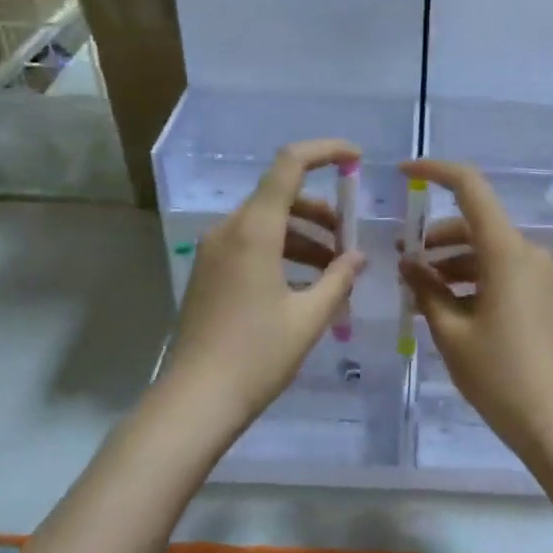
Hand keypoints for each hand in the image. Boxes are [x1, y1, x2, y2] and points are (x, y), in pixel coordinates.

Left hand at [164, 139, 366, 432]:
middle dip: (322, 211)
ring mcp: (214, 251)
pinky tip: (305, 285)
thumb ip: (338, 278)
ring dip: (304, 236)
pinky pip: (252, 244)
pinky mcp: (209, 272)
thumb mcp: (309, 317)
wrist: (195, 401)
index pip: (289, 164)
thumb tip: (356, 256)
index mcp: (254, 230)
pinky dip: (282, 251)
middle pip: (281, 196)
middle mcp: (229, 230)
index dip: (325, 151)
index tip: (356, 159)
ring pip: (268, 223)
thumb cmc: (257, 356)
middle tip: (350, 242)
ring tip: (334, 270)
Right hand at [398, 158, 552, 450]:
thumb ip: (426, 289)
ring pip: (484, 248)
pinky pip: (497, 269)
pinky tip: (442, 304)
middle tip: (399, 259)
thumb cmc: (500, 374)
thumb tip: (408, 263)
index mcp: (506, 251)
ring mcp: (536, 273)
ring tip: (415, 287)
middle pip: (474, 223)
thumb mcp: (451, 332)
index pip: (470, 188)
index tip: (402, 174)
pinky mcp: (539, 294)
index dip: (435, 171)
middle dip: (434, 235)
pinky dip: (468, 277)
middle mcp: (526, 251)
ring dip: (448, 260)